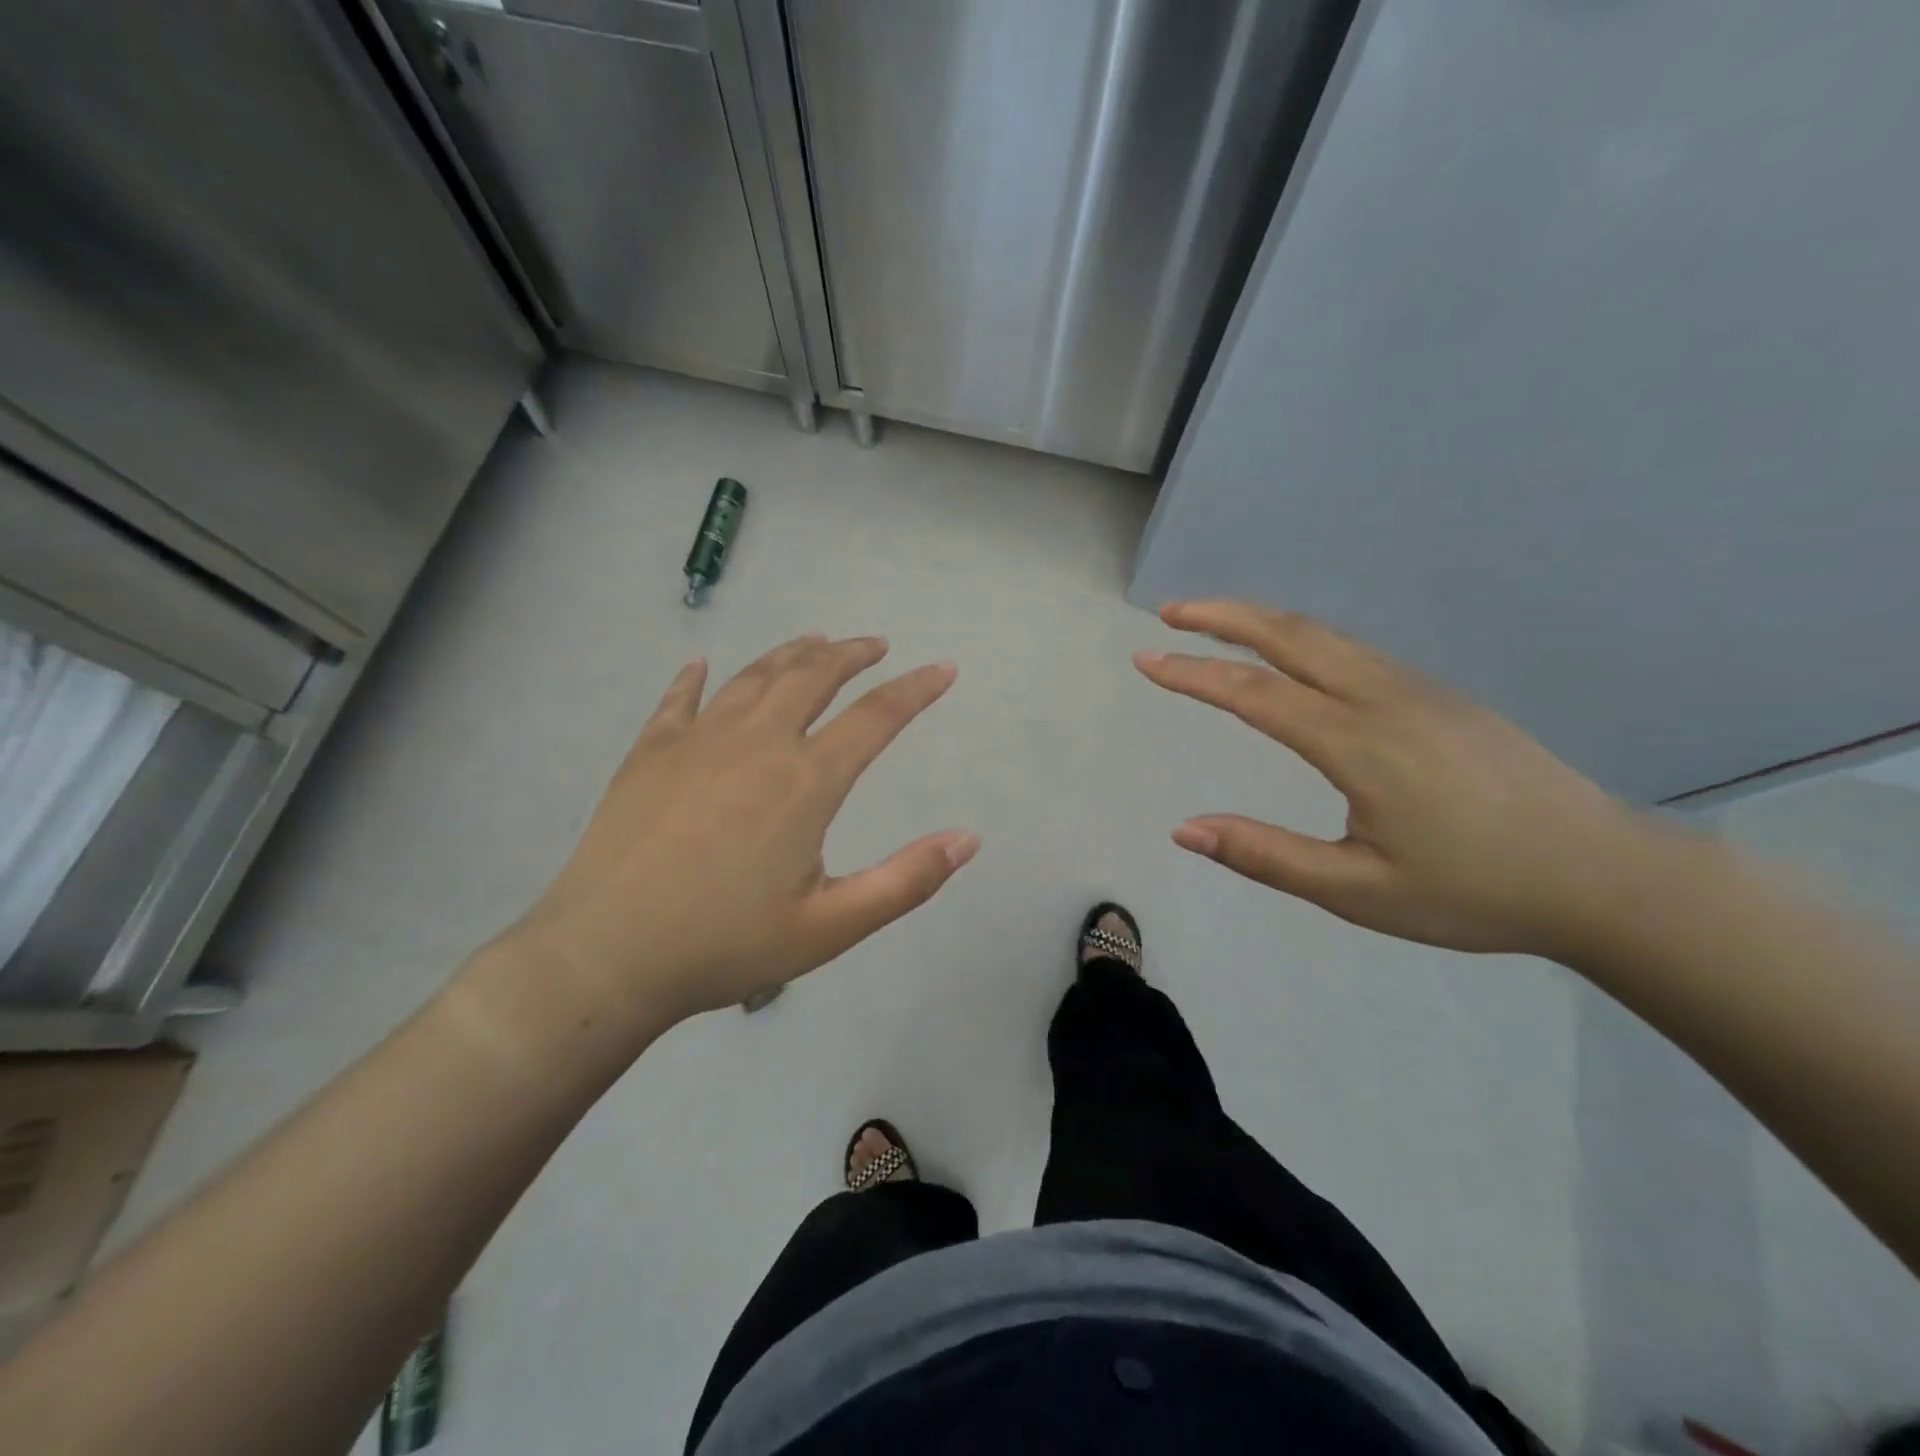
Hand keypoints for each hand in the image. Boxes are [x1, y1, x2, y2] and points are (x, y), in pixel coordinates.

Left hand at [503, 635, 976, 1031]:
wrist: (606, 956)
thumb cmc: (726, 945)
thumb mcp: (831, 926)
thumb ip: (905, 881)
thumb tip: (968, 839)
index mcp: (806, 781)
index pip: (877, 717)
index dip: (916, 690)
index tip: (943, 669)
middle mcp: (757, 743)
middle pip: (814, 677)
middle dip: (852, 655)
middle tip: (875, 646)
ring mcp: (698, 740)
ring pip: (755, 676)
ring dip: (792, 654)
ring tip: (815, 642)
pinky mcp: (649, 751)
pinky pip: (679, 699)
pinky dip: (696, 678)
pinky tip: (701, 665)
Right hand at [1135, 601, 1645, 955]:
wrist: (1603, 876)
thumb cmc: (1474, 892)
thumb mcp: (1358, 892)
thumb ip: (1265, 856)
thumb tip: (1184, 829)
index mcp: (1359, 743)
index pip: (1254, 694)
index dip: (1193, 673)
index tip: (1146, 659)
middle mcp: (1384, 698)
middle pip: (1291, 635)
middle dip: (1223, 616)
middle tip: (1170, 613)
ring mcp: (1418, 689)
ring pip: (1325, 636)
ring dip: (1261, 621)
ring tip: (1214, 624)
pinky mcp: (1440, 696)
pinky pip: (1354, 651)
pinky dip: (1301, 638)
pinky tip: (1289, 657)